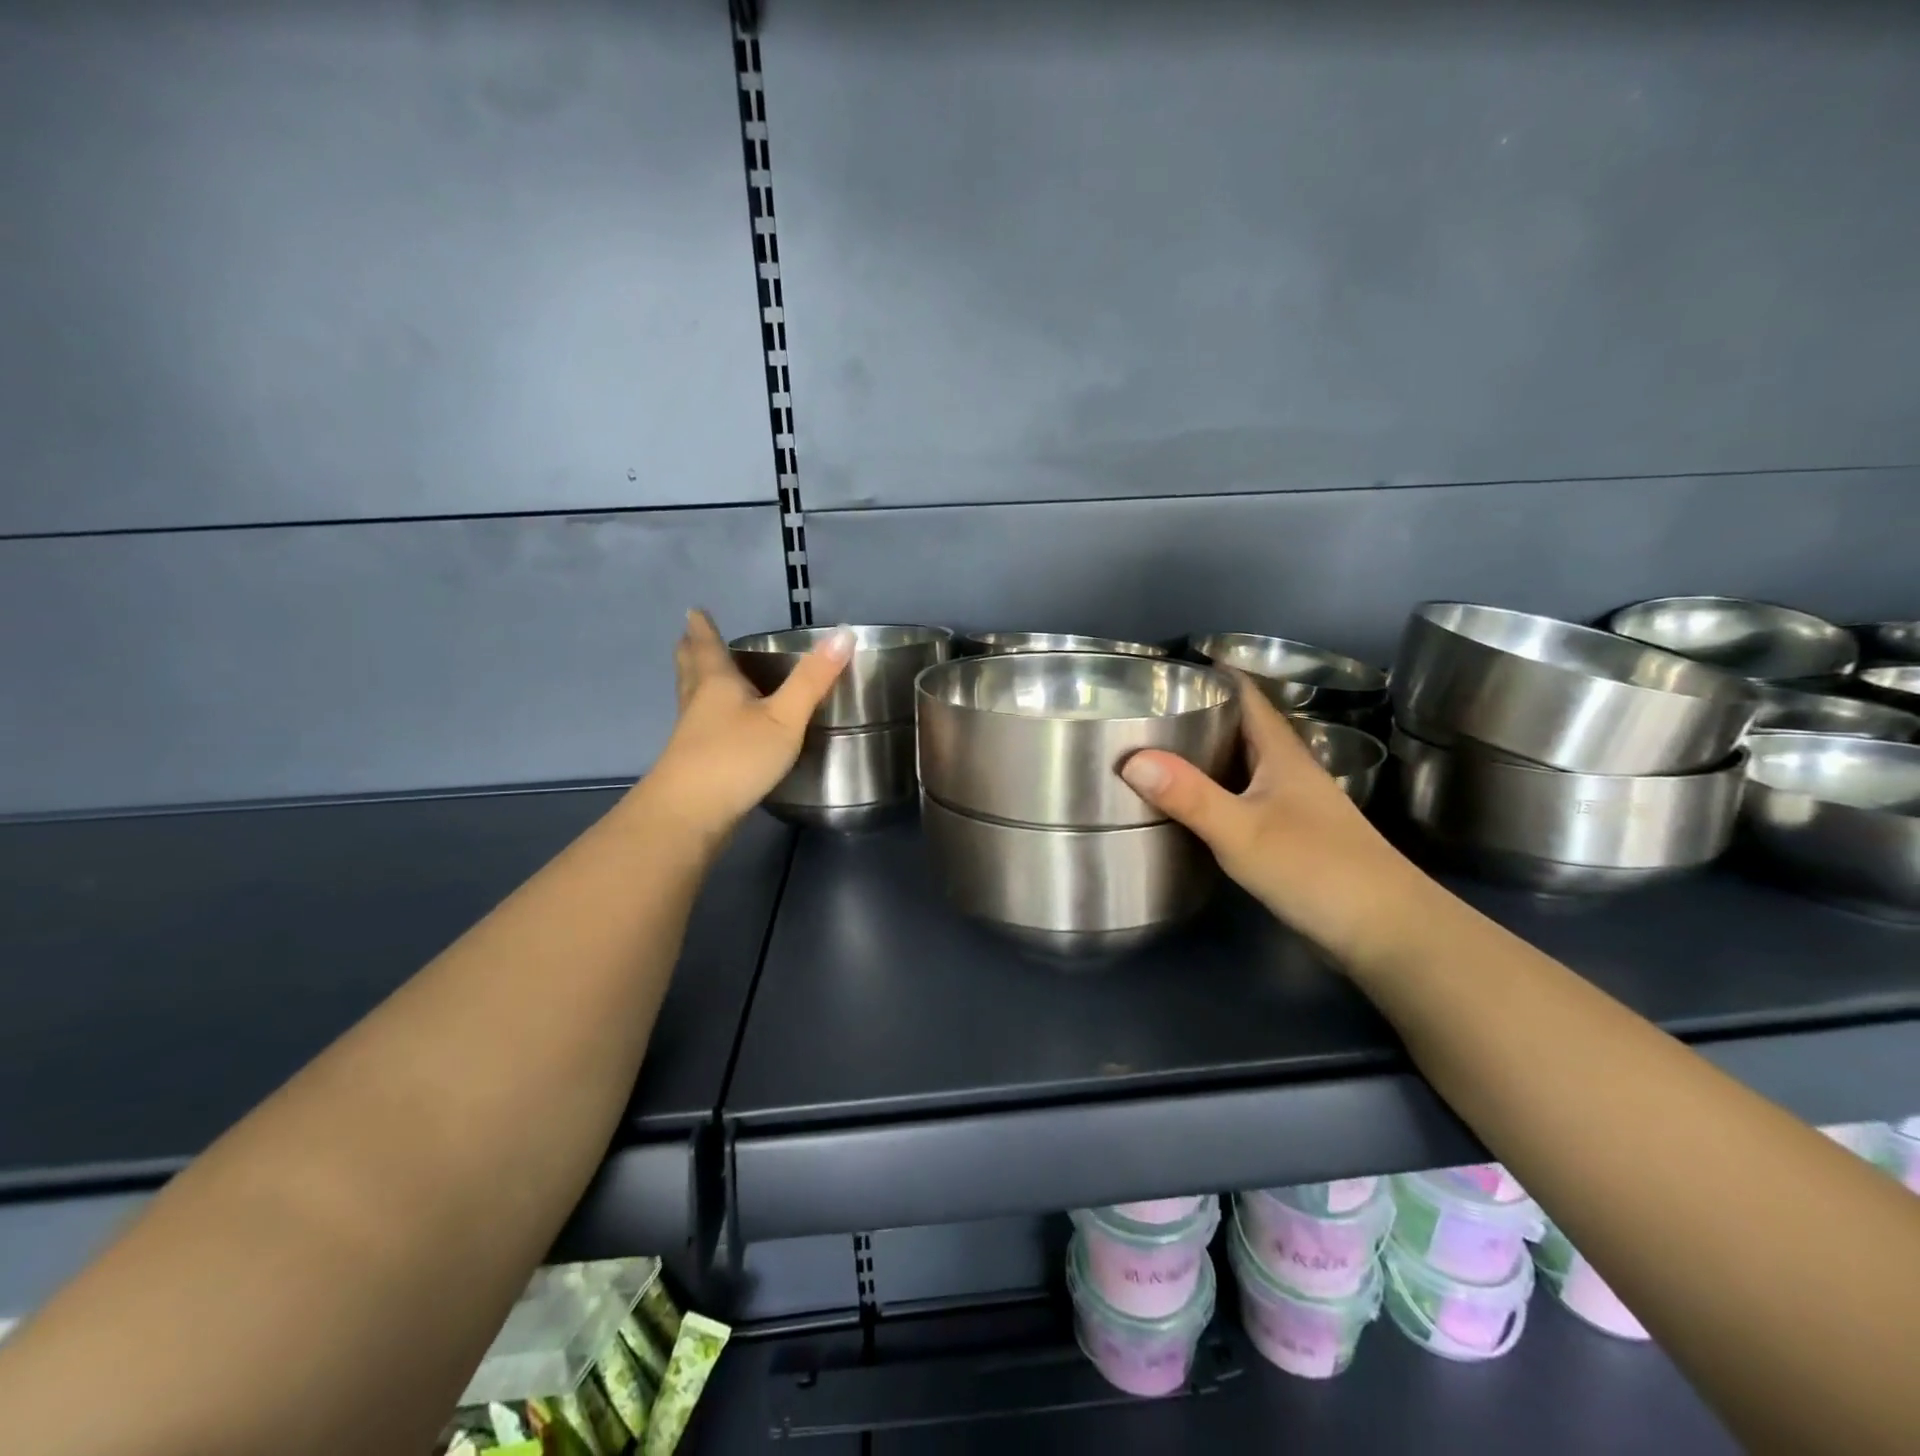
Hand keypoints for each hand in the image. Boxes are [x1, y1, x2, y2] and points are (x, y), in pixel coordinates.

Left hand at [635, 611, 851, 849]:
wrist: (690, 815)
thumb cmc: (736, 757)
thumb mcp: (784, 718)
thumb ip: (812, 680)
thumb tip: (844, 634)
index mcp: (717, 684)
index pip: (708, 647)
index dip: (703, 628)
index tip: (694, 611)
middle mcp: (698, 704)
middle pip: (691, 670)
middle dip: (692, 651)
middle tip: (688, 636)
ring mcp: (692, 736)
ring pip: (691, 699)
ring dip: (695, 682)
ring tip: (700, 674)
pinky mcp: (694, 764)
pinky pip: (699, 727)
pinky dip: (705, 716)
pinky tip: (718, 727)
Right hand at [1119, 675, 1438, 966]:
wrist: (1387, 930)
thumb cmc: (1316, 868)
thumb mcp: (1242, 831)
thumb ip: (1189, 795)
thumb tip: (1131, 759)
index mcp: (1281, 753)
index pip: (1245, 694)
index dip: (1210, 675)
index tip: (1163, 671)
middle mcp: (1288, 770)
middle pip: (1240, 727)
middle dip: (1197, 713)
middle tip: (1143, 712)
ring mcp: (1292, 804)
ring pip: (1241, 763)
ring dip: (1205, 753)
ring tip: (1155, 752)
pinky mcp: (1291, 835)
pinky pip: (1243, 796)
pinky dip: (1214, 790)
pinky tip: (1189, 805)